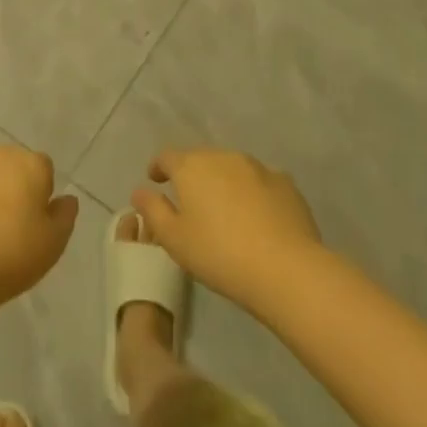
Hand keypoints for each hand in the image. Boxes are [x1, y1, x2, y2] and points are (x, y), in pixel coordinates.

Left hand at [0, 146, 78, 310]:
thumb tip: (66, 199)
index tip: (31, 221)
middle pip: (7, 165)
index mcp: (29, 164)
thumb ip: (64, 215)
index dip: (38, 194)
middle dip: (7, 187)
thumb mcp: (53, 244)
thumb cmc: (11, 256)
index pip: (42, 168)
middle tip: (3, 226)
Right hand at [132, 148, 322, 313]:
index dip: (158, 167)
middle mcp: (224, 157)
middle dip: (192, 175)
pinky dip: (252, 192)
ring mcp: (258, 167)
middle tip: (190, 202)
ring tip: (224, 210)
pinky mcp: (286, 184)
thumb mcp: (173, 239)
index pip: (167, 157)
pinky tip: (256, 216)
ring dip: (223, 182)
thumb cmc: (218, 253)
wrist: (286, 269)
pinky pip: (260, 182)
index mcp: (192, 166)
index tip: (155, 180)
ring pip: (232, 168)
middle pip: (201, 159)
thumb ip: (152, 210)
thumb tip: (140, 191)